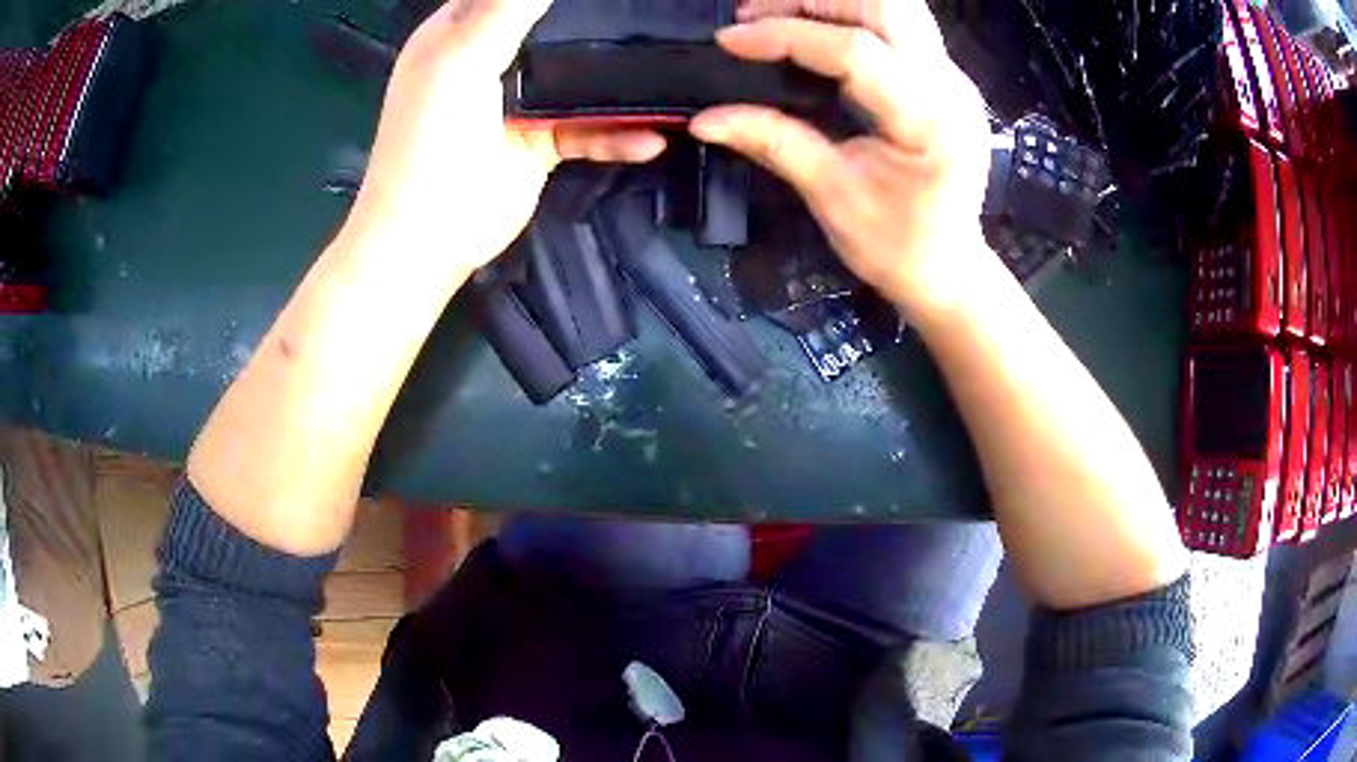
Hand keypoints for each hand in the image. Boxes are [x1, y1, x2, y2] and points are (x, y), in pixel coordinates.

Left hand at [340, 0, 665, 284]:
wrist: (428, 235)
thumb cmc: (430, 137)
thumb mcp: (463, 56)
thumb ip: (507, 7)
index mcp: (461, 31)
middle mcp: (491, 60)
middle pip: (555, 28)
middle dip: (600, 21)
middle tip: (653, 16)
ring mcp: (519, 102)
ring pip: (579, 77)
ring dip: (621, 79)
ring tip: (673, 70)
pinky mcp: (541, 142)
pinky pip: (589, 129)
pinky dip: (619, 135)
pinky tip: (653, 138)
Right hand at [690, 0, 991, 319]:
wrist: (949, 268)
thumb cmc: (896, 246)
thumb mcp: (831, 195)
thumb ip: (773, 142)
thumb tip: (705, 119)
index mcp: (928, 121)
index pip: (854, 51)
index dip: (786, 35)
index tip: (731, 39)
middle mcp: (950, 87)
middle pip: (885, 6)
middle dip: (813, 0)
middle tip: (756, 16)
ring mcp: (954, 78)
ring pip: (897, 6)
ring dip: (835, 2)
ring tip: (781, 16)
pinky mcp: (946, 78)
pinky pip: (902, 25)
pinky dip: (854, 15)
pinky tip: (818, 29)